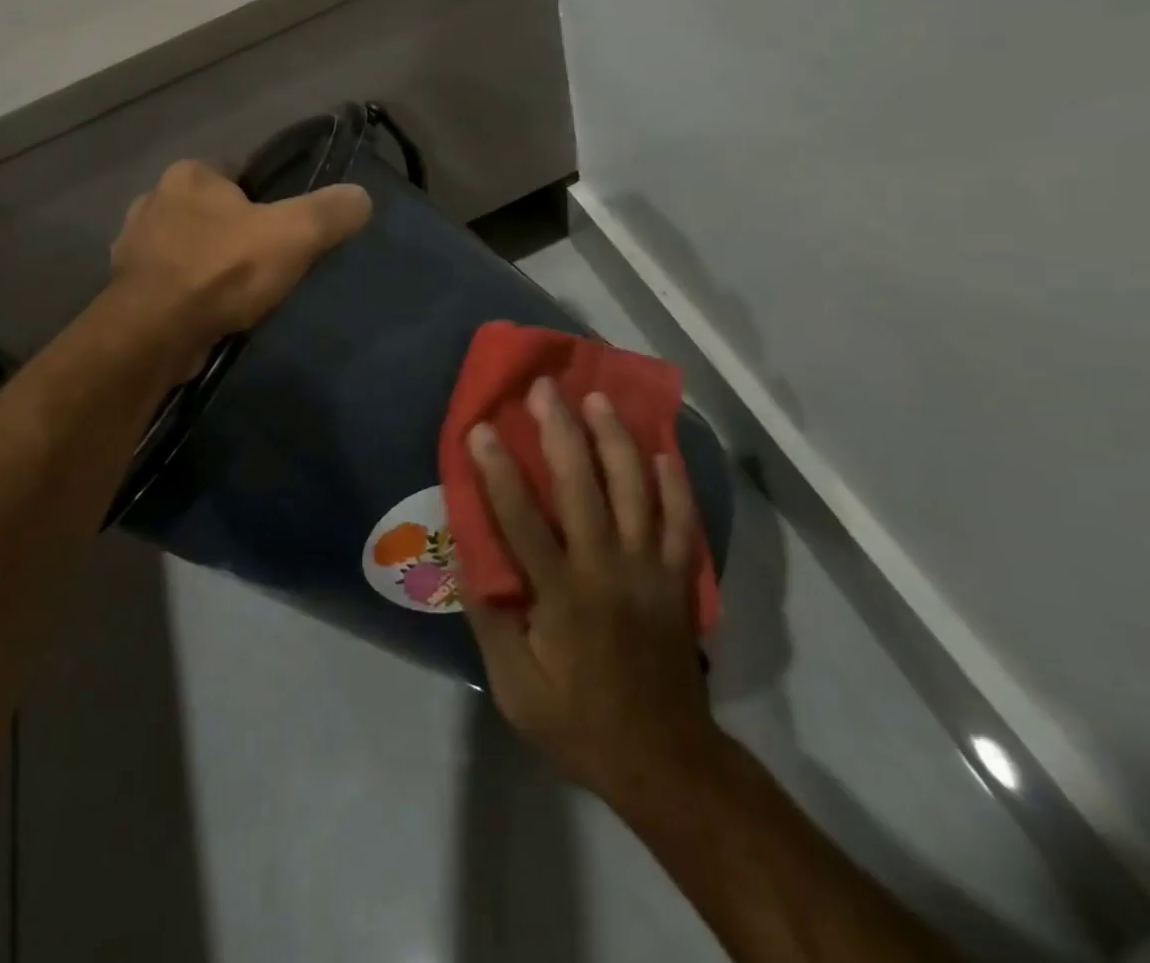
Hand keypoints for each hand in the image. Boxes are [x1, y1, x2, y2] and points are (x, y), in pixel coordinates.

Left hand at [110, 159, 372, 352]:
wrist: (156, 332)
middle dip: (232, 231)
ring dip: (206, 262)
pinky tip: (207, 311)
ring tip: (236, 291)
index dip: (262, 197)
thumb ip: (330, 212)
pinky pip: (167, 280)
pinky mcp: (125, 287)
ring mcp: (133, 245)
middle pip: (209, 210)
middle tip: (264, 261)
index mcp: (189, 175)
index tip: (281, 227)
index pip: (234, 172)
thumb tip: (362, 197)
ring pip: (185, 245)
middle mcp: (153, 200)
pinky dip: (186, 291)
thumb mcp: (294, 235)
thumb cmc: (224, 270)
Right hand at [463, 377, 721, 802]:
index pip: (522, 519)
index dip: (499, 470)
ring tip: (597, 398)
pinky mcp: (678, 577)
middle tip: (544, 388)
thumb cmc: (579, 721)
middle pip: (583, 485)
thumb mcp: (516, 687)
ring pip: (636, 488)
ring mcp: (650, 568)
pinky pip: (682, 519)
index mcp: (562, 594)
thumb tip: (468, 557)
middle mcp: (608, 568)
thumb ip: (490, 619)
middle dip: (561, 430)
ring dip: (615, 438)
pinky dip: (674, 481)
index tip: (481, 428)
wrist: (665, 760)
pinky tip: (661, 450)